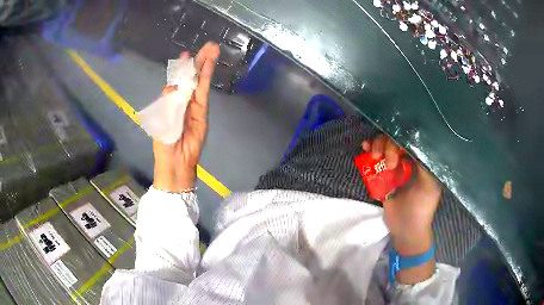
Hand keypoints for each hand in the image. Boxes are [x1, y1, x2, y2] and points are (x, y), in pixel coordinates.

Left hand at [153, 42, 219, 192]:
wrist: (176, 161)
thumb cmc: (164, 143)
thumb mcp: (162, 119)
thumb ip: (168, 101)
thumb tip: (173, 84)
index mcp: (170, 101)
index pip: (177, 80)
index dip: (182, 68)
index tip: (185, 55)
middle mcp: (183, 100)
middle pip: (191, 77)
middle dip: (199, 61)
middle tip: (209, 45)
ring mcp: (195, 105)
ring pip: (199, 81)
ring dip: (205, 65)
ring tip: (213, 49)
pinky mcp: (203, 112)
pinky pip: (203, 92)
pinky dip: (205, 78)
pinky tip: (209, 66)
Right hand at [362, 134, 440, 282]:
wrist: (406, 229)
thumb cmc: (422, 207)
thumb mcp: (429, 184)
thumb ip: (424, 163)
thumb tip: (413, 142)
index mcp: (421, 159)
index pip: (411, 139)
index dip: (401, 139)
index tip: (398, 152)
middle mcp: (409, 160)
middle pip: (395, 140)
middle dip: (389, 146)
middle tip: (389, 164)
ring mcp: (395, 167)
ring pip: (384, 146)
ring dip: (377, 145)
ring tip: (375, 156)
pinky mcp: (383, 175)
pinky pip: (376, 158)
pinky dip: (370, 150)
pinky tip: (365, 147)